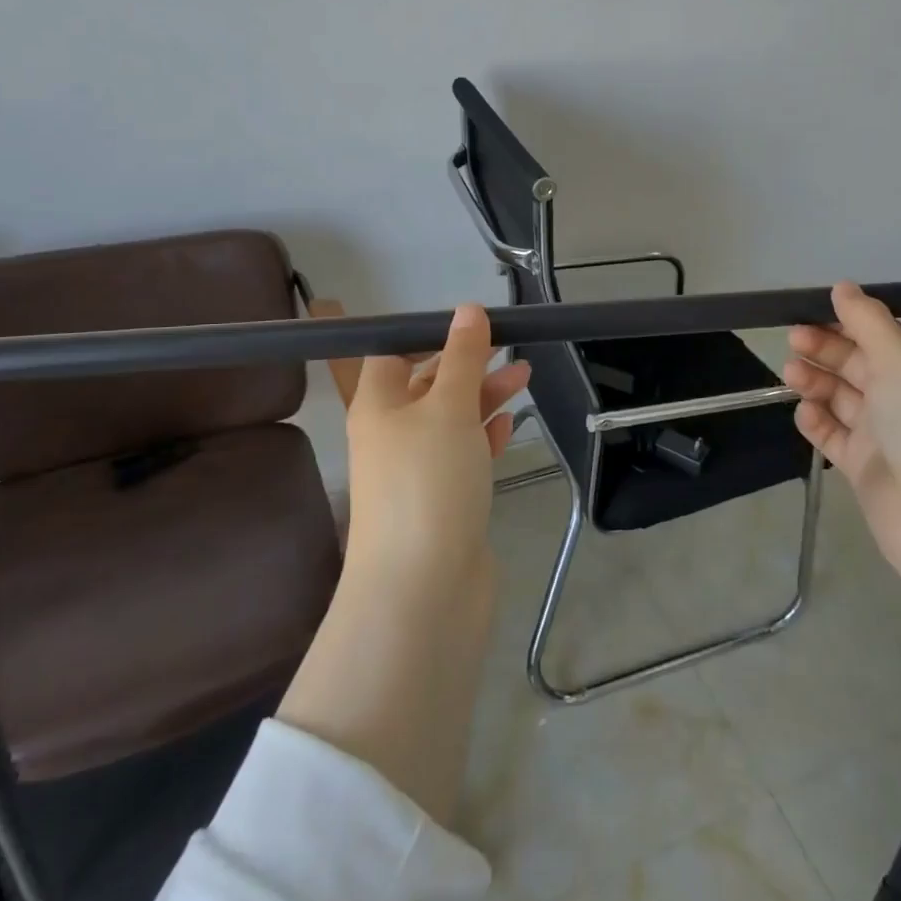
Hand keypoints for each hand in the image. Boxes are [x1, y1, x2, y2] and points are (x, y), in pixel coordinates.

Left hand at [344, 304, 530, 586]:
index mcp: (376, 405)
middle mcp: (391, 434)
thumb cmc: (427, 482)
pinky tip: (509, 423)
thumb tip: (467, 310)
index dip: (414, 332)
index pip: (384, 353)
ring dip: (483, 394)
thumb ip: (463, 357)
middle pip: (424, 384)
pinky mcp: (443, 499)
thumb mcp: (448, 407)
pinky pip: (463, 453)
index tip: (447, 316)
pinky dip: (484, 435)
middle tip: (504, 338)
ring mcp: (417, 470)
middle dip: (462, 361)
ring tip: (524, 373)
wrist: (424, 590)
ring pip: (450, 417)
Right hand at [784, 281, 900, 573]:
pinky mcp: (864, 467)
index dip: (844, 322)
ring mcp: (884, 434)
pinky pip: (833, 436)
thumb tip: (842, 286)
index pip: (878, 334)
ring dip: (815, 382)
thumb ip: (866, 320)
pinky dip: (816, 421)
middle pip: (856, 363)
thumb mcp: (899, 357)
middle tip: (793, 341)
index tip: (808, 312)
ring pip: (841, 398)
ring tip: (791, 374)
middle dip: (824, 349)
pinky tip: (805, 413)